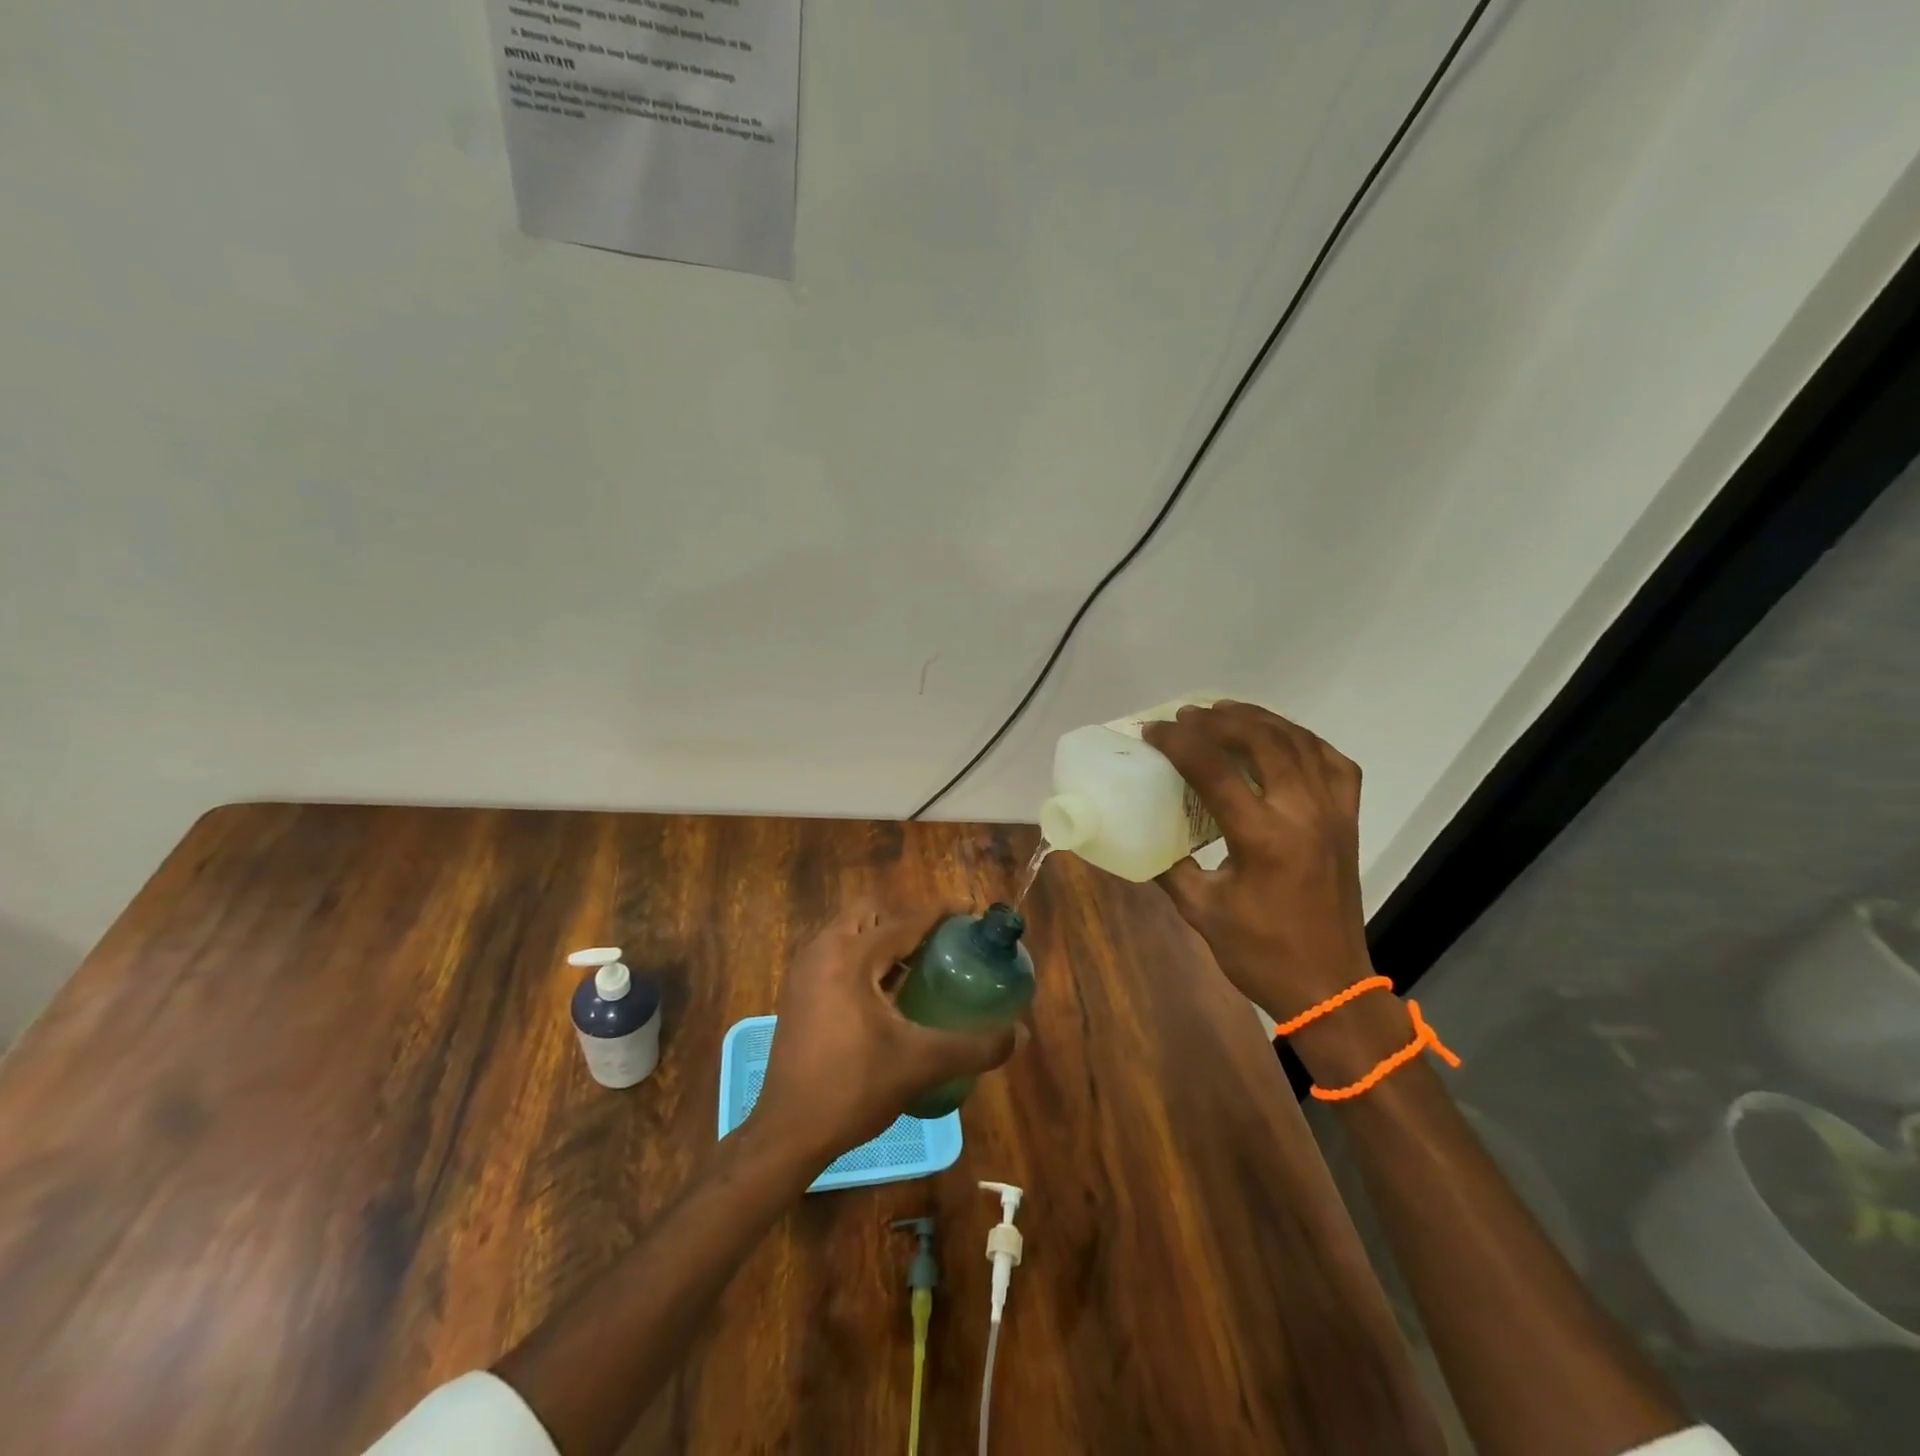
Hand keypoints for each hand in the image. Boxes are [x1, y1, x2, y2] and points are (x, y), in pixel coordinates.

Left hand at [752, 898, 1022, 1161]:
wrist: (787, 1133)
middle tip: (939, 945)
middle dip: (906, 921)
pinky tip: (887, 996)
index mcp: (850, 956)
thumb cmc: (853, 1089)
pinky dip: (864, 960)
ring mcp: (805, 971)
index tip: (971, 911)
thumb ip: (974, 1047)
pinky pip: (836, 955)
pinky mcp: (798, 993)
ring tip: (919, 969)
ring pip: (850, 933)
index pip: (904, 921)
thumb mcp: (921, 1065)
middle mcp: (823, 951)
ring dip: (883, 941)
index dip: (941, 913)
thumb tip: (1020, 1035)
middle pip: (870, 914)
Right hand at [1142, 702, 1374, 1020]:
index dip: (1179, 743)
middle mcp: (1303, 814)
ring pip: (1300, 743)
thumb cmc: (1259, 953)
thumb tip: (1143, 834)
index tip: (1154, 730)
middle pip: (1262, 741)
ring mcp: (1332, 814)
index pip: (1215, 770)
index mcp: (1262, 838)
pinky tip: (1282, 739)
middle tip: (1187, 716)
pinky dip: (1305, 741)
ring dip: (1260, 720)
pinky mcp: (1349, 822)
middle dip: (1220, 720)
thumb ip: (1169, 865)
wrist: (1329, 986)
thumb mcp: (1200, 909)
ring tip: (1226, 712)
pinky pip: (1334, 763)